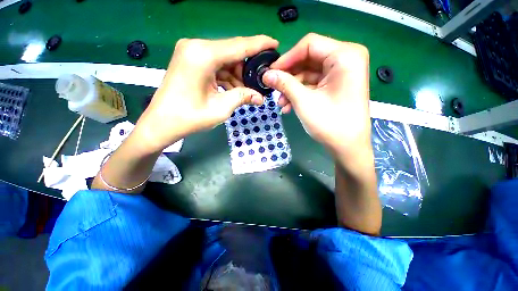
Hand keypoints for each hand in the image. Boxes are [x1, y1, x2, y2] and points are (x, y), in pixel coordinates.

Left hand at [133, 36, 278, 152]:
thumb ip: (242, 97)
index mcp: (203, 55)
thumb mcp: (221, 108)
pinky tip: (232, 90)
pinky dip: (226, 76)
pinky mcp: (190, 61)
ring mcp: (191, 52)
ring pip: (225, 60)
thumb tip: (260, 97)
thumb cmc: (189, 118)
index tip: (275, 44)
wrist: (161, 123)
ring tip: (245, 92)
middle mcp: (196, 47)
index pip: (239, 46)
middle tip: (258, 84)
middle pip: (232, 52)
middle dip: (247, 68)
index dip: (259, 44)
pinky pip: (216, 65)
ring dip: (237, 75)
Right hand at [262, 33, 370, 157]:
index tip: (271, 72)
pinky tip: (290, 105)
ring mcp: (342, 73)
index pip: (309, 44)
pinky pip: (314, 83)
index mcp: (345, 55)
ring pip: (309, 73)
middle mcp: (346, 59)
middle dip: (289, 76)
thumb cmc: (330, 123)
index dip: (287, 58)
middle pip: (309, 59)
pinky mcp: (337, 85)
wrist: (347, 146)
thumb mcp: (304, 101)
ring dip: (293, 87)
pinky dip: (301, 93)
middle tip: (274, 89)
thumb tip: (266, 75)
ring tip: (281, 103)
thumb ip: (284, 84)